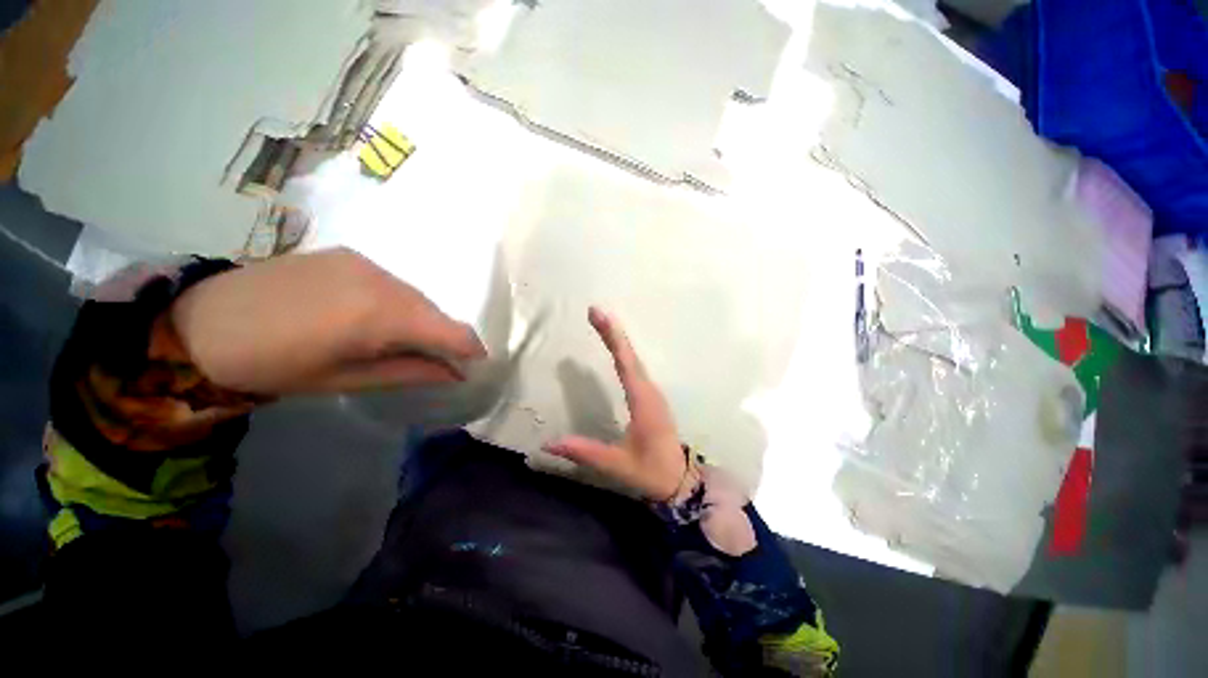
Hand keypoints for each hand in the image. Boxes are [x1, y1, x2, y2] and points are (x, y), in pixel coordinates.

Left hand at [168, 249, 486, 394]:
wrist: (201, 322)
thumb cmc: (271, 365)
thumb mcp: (344, 380)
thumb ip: (409, 372)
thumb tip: (454, 374)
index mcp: (379, 315)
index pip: (450, 330)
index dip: (471, 349)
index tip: (477, 365)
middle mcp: (381, 280)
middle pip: (435, 312)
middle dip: (446, 337)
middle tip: (440, 360)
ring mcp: (364, 262)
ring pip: (416, 296)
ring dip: (422, 320)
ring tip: (404, 341)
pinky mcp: (348, 255)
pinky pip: (393, 283)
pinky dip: (400, 303)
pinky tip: (376, 317)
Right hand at [544, 307, 688, 501]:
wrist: (679, 480)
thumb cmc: (651, 471)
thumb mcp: (616, 465)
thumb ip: (584, 452)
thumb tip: (547, 445)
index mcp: (643, 402)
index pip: (626, 363)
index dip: (613, 338)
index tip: (600, 316)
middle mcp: (649, 390)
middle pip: (630, 355)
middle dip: (613, 332)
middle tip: (595, 311)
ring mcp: (652, 392)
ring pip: (634, 359)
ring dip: (619, 339)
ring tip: (602, 322)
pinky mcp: (650, 396)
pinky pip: (636, 368)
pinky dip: (624, 353)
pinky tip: (616, 348)